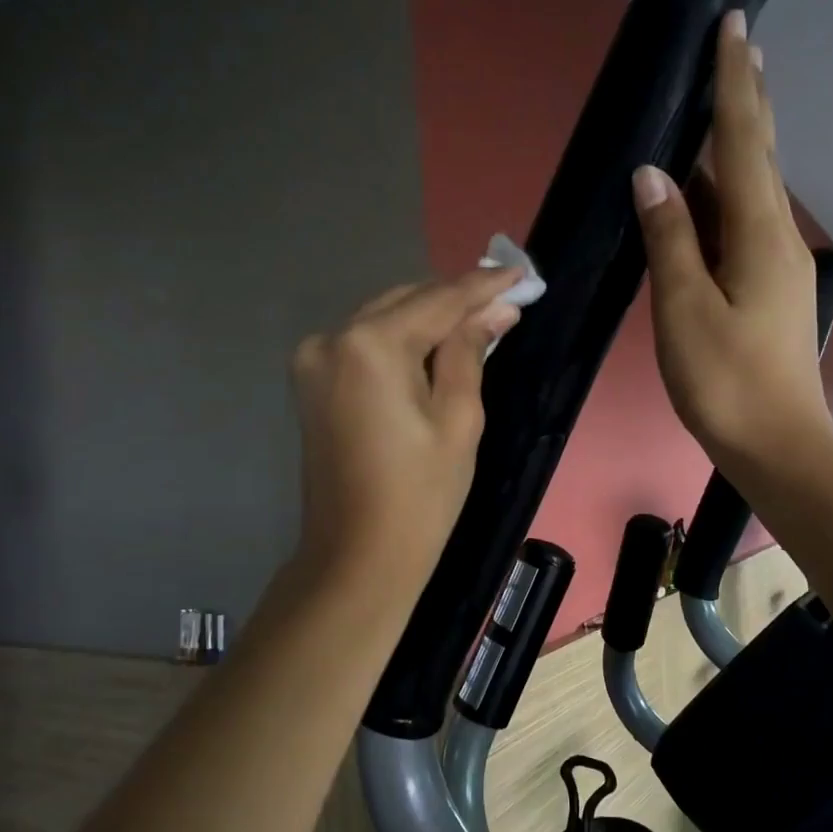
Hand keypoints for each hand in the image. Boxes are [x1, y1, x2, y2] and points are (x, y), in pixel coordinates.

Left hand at [290, 267, 521, 590]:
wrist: (357, 556)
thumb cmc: (420, 495)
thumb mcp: (459, 420)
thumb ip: (471, 352)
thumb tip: (495, 310)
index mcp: (370, 345)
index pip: (438, 300)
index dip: (483, 287)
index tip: (521, 275)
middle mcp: (333, 338)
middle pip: (407, 302)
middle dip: (456, 302)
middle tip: (505, 303)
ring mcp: (314, 359)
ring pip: (384, 319)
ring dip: (428, 320)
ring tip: (477, 326)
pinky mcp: (311, 382)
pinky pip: (365, 344)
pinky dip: (401, 341)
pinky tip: (434, 350)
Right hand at [632, 8, 832, 467]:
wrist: (777, 446)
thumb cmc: (726, 382)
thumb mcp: (685, 310)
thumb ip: (671, 240)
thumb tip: (653, 175)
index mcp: (758, 235)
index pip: (743, 142)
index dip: (734, 84)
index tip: (734, 27)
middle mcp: (776, 239)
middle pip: (758, 157)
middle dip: (746, 102)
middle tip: (737, 49)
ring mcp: (776, 266)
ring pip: (750, 192)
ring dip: (734, 147)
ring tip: (716, 106)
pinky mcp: (768, 291)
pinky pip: (742, 226)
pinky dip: (722, 197)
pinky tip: (704, 195)